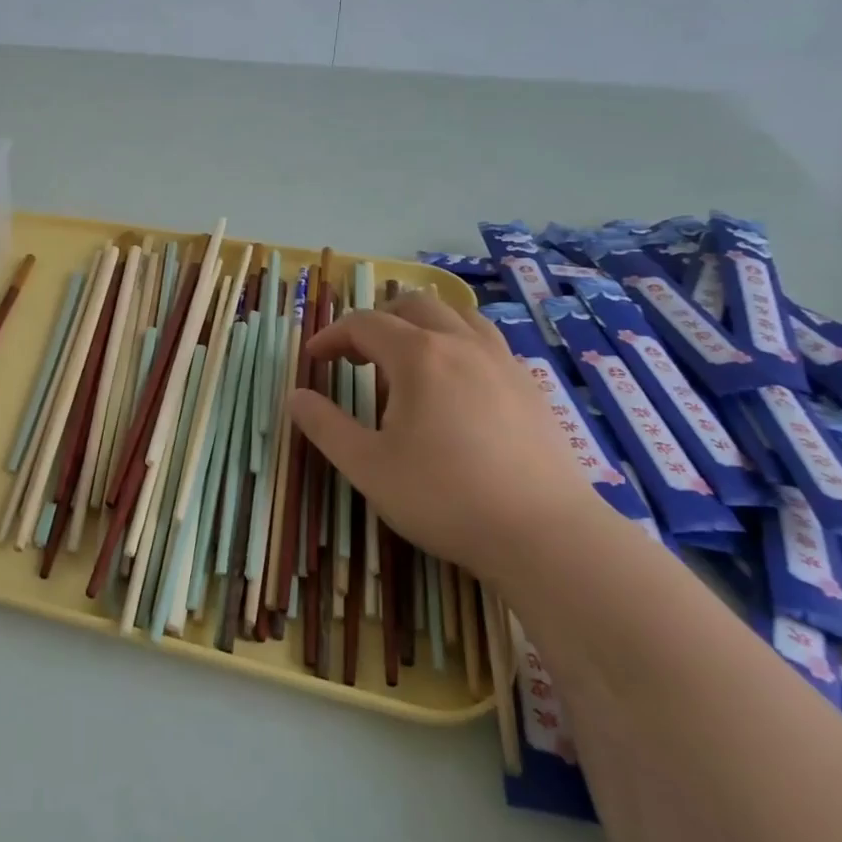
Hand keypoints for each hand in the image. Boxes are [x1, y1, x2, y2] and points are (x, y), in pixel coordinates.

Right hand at [287, 288, 604, 582]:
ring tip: (407, 359)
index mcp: (418, 356)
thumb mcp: (367, 466)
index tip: (314, 359)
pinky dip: (458, 345)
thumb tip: (295, 396)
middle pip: (413, 306)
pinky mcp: (531, 387)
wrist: (545, 535)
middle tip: (358, 356)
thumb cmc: (444, 497)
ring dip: (422, 326)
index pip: (364, 324)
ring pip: (458, 316)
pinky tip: (455, 386)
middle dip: (378, 322)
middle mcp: (462, 345)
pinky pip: (487, 343)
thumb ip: (324, 425)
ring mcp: (503, 362)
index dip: (332, 336)